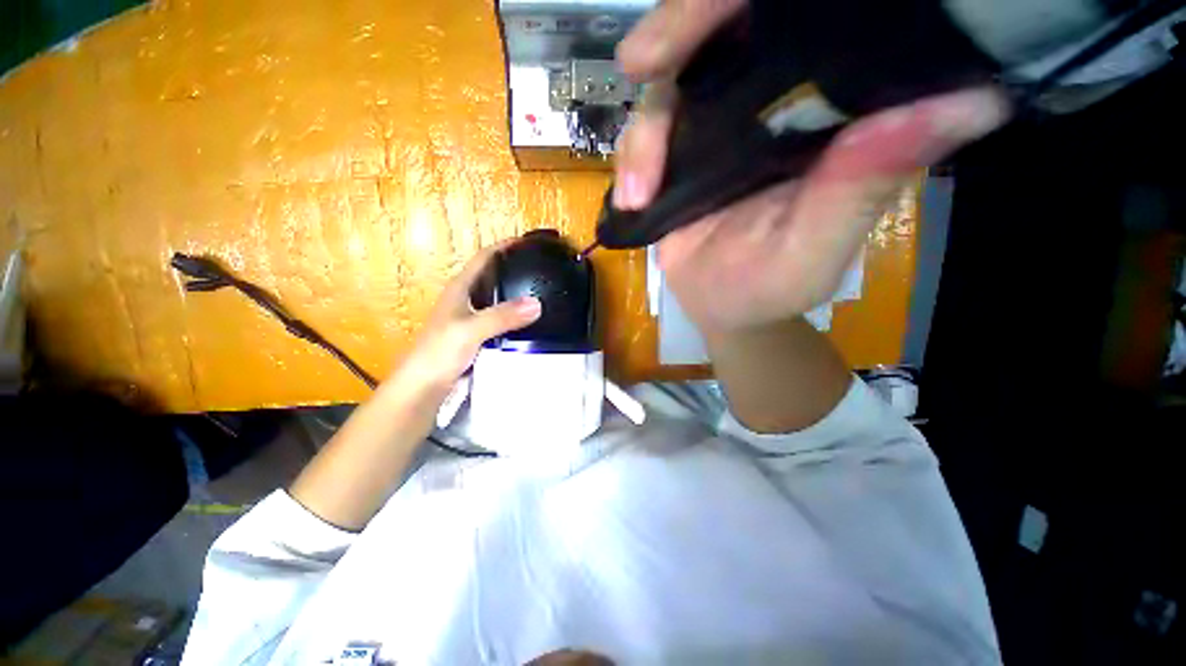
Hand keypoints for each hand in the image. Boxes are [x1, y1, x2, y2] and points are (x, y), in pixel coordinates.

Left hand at [392, 241, 540, 399]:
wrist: (423, 386)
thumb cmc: (439, 352)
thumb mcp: (471, 330)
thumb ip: (502, 316)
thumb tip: (537, 303)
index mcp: (460, 288)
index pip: (485, 257)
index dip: (505, 246)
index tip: (529, 242)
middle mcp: (466, 298)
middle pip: (492, 274)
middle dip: (514, 266)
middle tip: (541, 266)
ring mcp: (471, 317)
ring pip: (497, 296)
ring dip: (515, 290)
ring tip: (541, 289)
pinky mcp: (476, 334)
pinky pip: (500, 316)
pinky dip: (514, 312)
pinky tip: (529, 319)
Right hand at [614, 0, 1009, 333]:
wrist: (716, 307)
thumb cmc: (768, 289)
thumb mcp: (813, 252)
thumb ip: (863, 188)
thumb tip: (970, 101)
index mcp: (827, 116)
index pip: (812, 25)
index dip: (756, 2)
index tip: (719, 5)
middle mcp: (775, 104)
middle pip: (724, 33)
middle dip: (679, 34)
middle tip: (643, 61)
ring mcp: (717, 127)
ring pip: (673, 84)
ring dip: (645, 133)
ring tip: (639, 195)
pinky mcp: (679, 153)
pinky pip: (645, 133)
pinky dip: (629, 159)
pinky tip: (632, 199)